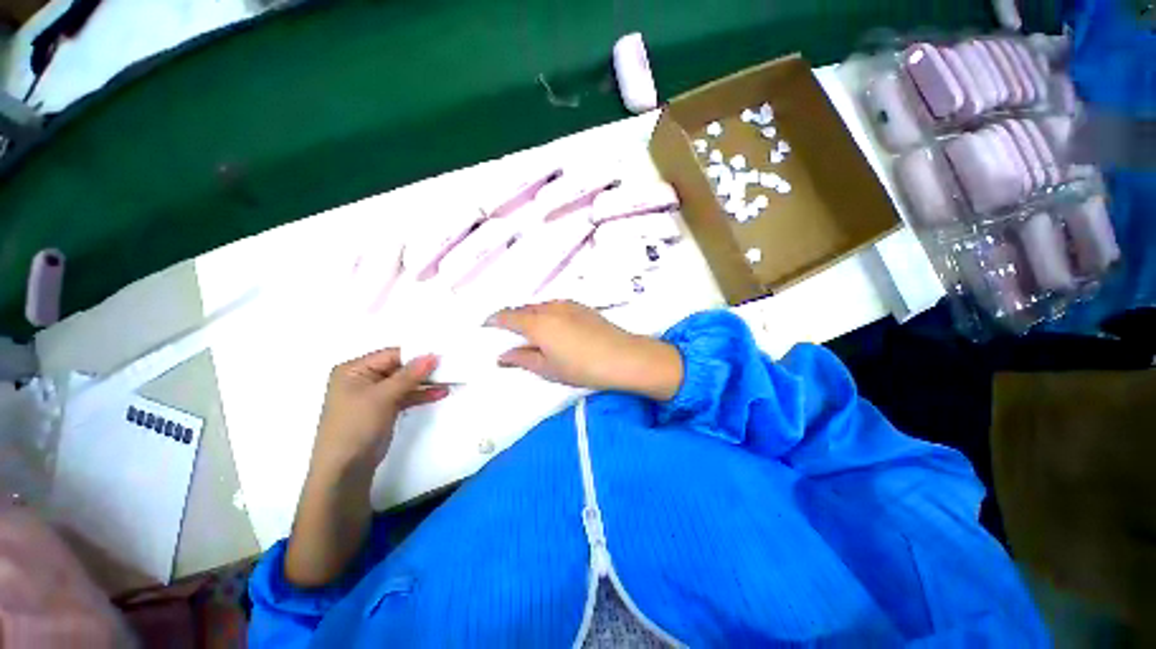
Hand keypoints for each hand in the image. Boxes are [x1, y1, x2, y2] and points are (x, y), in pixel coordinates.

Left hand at [311, 349, 447, 477]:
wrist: (345, 468)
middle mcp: (363, 378)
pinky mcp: (384, 408)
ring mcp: (374, 395)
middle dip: (423, 369)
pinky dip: (421, 395)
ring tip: (450, 380)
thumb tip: (433, 356)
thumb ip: (409, 375)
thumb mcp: (383, 397)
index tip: (442, 355)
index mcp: (354, 369)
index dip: (417, 354)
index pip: (392, 355)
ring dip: (426, 382)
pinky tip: (440, 393)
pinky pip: (406, 396)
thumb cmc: (356, 425)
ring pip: (405, 382)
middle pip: (400, 368)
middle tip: (449, 367)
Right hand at [487, 301, 683, 400]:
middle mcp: (550, 308)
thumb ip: (522, 359)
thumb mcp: (548, 369)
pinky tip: (554, 328)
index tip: (486, 327)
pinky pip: (556, 307)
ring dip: (530, 316)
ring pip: (540, 307)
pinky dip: (546, 314)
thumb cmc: (582, 367)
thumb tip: (502, 356)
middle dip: (512, 319)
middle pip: (523, 309)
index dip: (494, 321)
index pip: (507, 316)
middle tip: (508, 335)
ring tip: (531, 333)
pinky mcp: (582, 307)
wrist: (624, 357)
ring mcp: (568, 305)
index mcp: (537, 323)